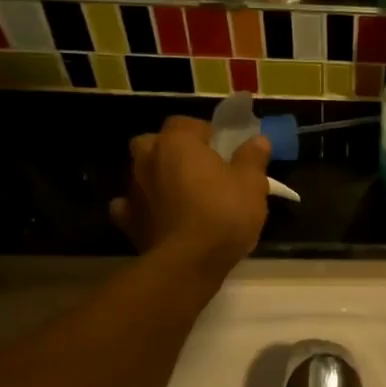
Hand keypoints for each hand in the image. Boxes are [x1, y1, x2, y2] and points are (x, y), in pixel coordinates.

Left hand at [109, 116, 271, 274]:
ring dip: (158, 177)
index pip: (186, 123)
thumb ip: (253, 158)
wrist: (187, 262)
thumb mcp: (251, 184)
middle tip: (198, 168)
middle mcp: (148, 158)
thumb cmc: (223, 213)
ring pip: (142, 172)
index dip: (204, 133)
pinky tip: (159, 216)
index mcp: (177, 142)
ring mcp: (133, 189)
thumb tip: (258, 140)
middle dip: (172, 150)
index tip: (222, 149)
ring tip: (183, 195)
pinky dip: (143, 207)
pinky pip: (131, 205)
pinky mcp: (127, 220)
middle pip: (155, 143)